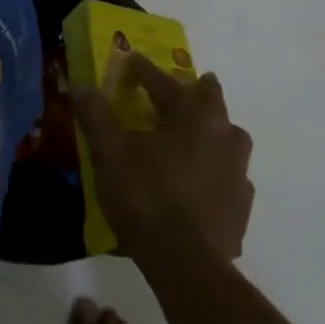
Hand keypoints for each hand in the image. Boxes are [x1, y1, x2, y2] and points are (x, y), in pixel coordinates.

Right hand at [74, 55, 253, 264]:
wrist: (186, 263)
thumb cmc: (145, 196)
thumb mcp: (110, 153)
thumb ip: (97, 115)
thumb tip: (83, 86)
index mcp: (194, 116)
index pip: (165, 83)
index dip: (144, 71)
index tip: (131, 60)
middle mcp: (225, 135)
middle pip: (212, 102)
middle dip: (198, 91)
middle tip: (189, 86)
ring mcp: (239, 172)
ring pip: (227, 139)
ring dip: (211, 132)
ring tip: (194, 137)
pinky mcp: (242, 206)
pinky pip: (228, 177)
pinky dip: (214, 172)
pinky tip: (201, 184)